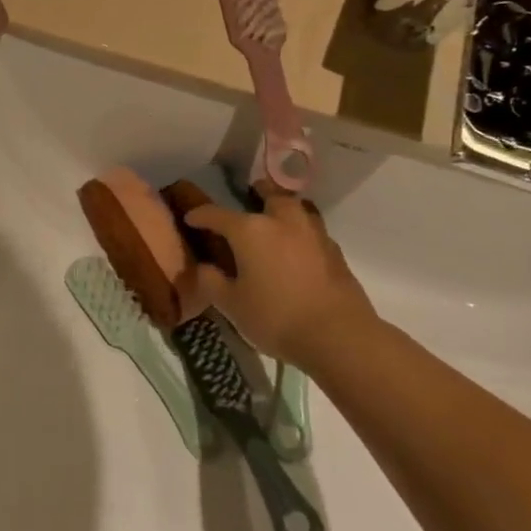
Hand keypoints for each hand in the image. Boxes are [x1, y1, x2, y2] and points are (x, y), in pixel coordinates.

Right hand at [181, 182, 375, 367]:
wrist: (339, 337)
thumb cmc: (276, 317)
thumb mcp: (231, 305)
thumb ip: (212, 282)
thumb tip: (205, 268)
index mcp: (250, 231)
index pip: (216, 214)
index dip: (200, 215)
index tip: (190, 218)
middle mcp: (282, 222)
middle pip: (270, 195)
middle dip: (258, 192)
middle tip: (249, 196)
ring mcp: (313, 235)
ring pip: (297, 209)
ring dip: (284, 208)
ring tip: (276, 219)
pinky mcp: (335, 252)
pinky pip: (312, 231)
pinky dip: (301, 232)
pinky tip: (297, 248)